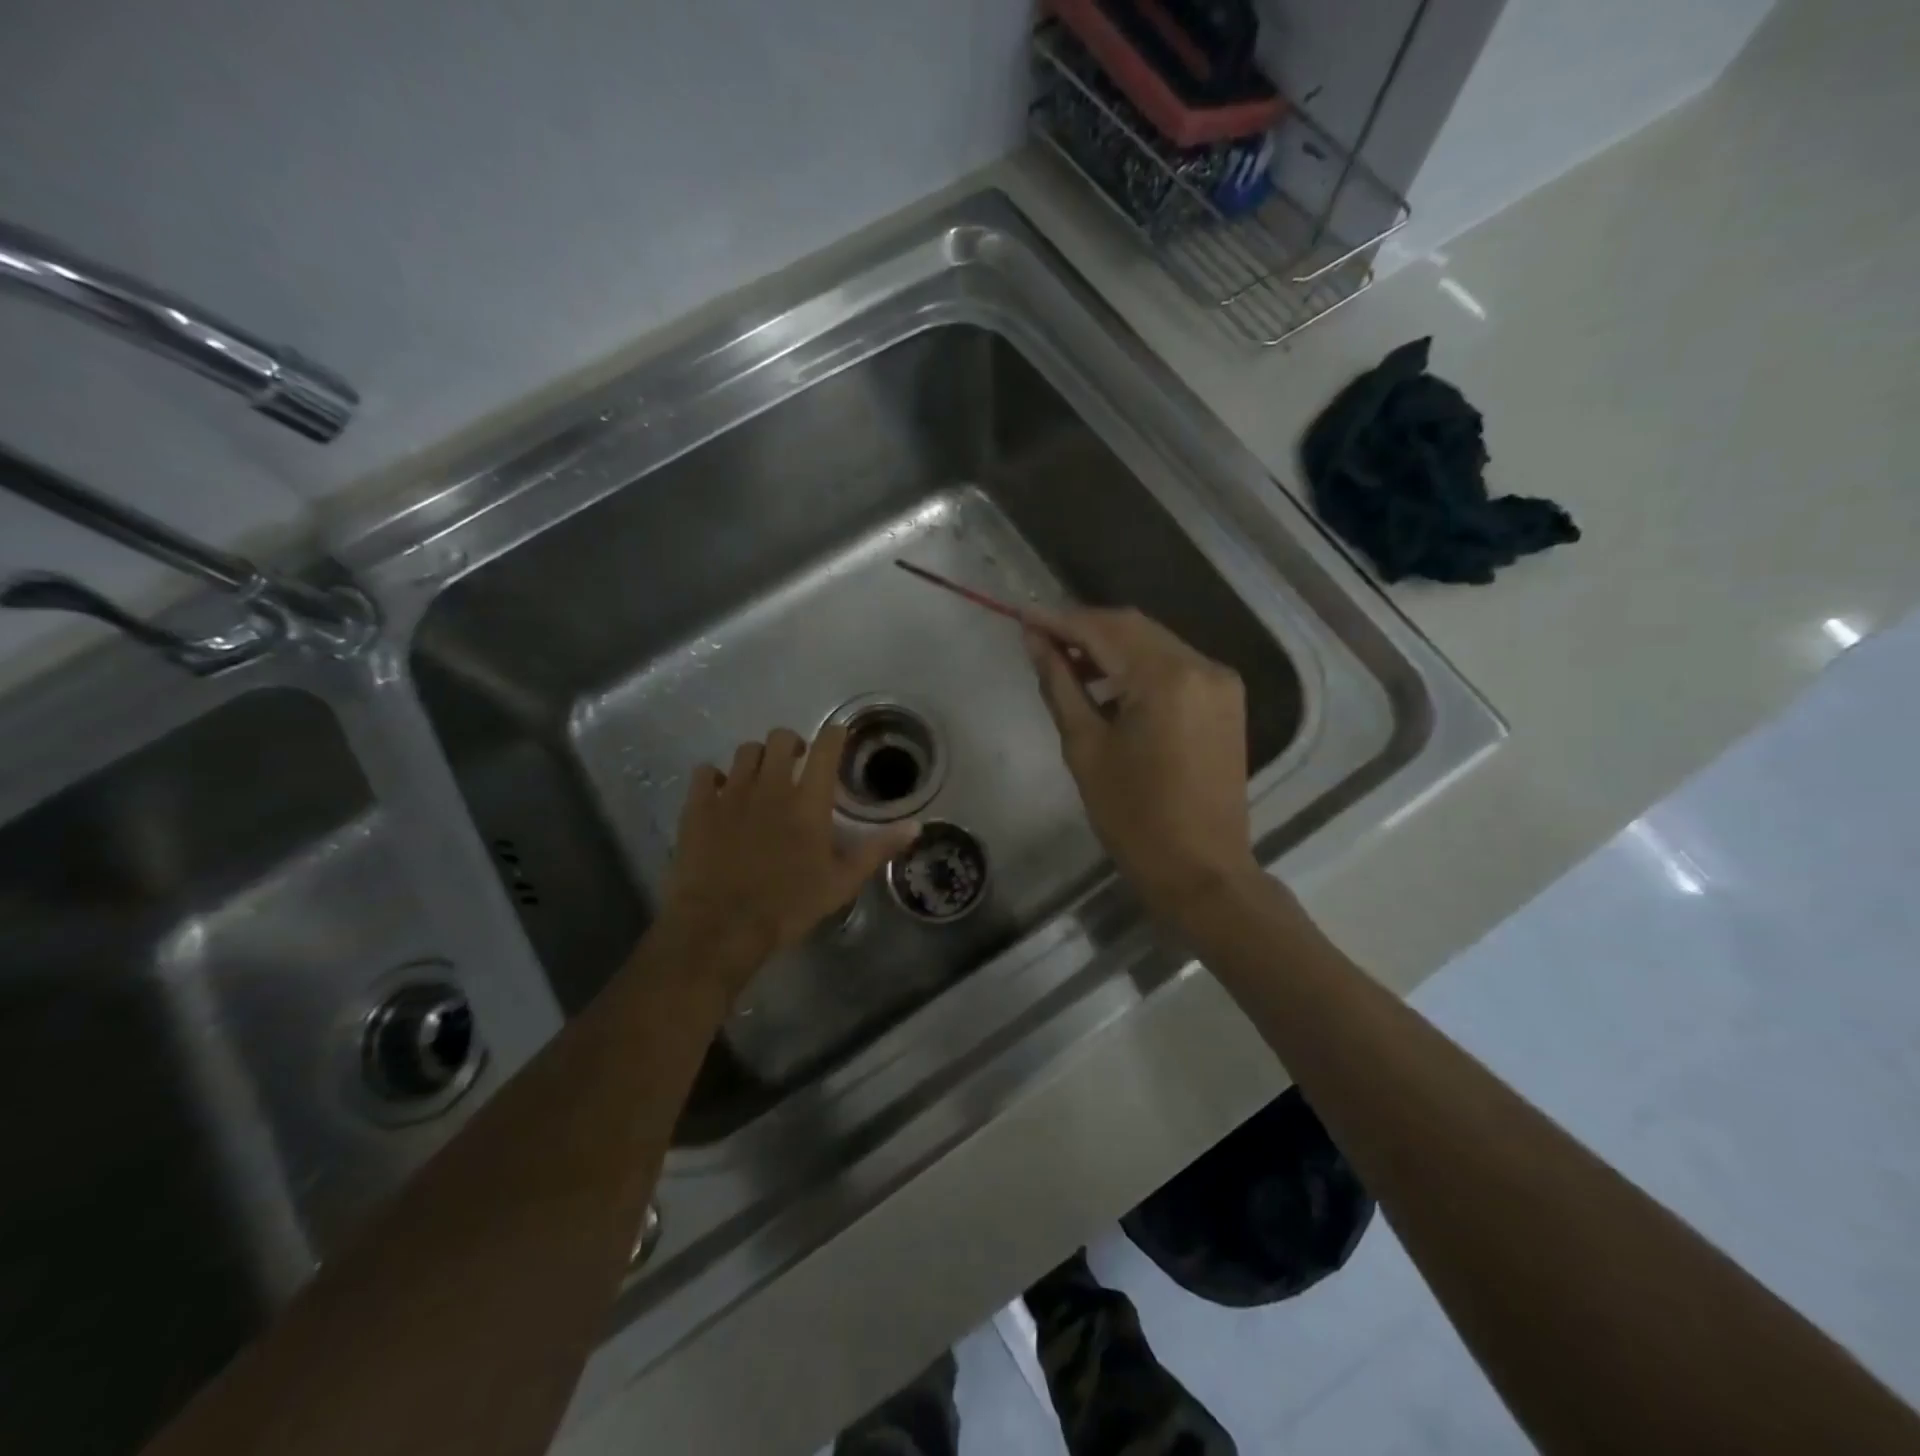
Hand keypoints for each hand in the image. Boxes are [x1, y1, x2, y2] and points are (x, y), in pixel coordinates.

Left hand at [655, 724, 918, 999]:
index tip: (838, 737)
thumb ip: (878, 849)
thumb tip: (915, 826)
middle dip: (793, 743)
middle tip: (798, 764)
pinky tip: (721, 793)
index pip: (827, 747)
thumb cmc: (788, 906)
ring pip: (745, 751)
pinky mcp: (698, 807)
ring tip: (762, 779)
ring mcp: (730, 794)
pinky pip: (705, 772)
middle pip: (781, 738)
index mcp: (808, 801)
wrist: (720, 927)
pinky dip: (716, 777)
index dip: (835, 734)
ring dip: (758, 759)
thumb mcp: (842, 882)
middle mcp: (771, 786)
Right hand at [1026, 608, 1259, 919]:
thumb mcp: (1085, 748)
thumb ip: (1061, 684)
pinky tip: (1107, 683)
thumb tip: (1036, 640)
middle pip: (1132, 627)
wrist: (1201, 870)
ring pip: (1153, 643)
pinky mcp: (1225, 700)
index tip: (1021, 616)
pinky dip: (1137, 666)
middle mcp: (1201, 666)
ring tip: (1066, 662)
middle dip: (1084, 628)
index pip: (1103, 630)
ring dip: (1110, 646)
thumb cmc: (1134, 818)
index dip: (1058, 621)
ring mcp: (1220, 682)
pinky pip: (1173, 666)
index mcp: (1166, 678)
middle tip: (1039, 639)